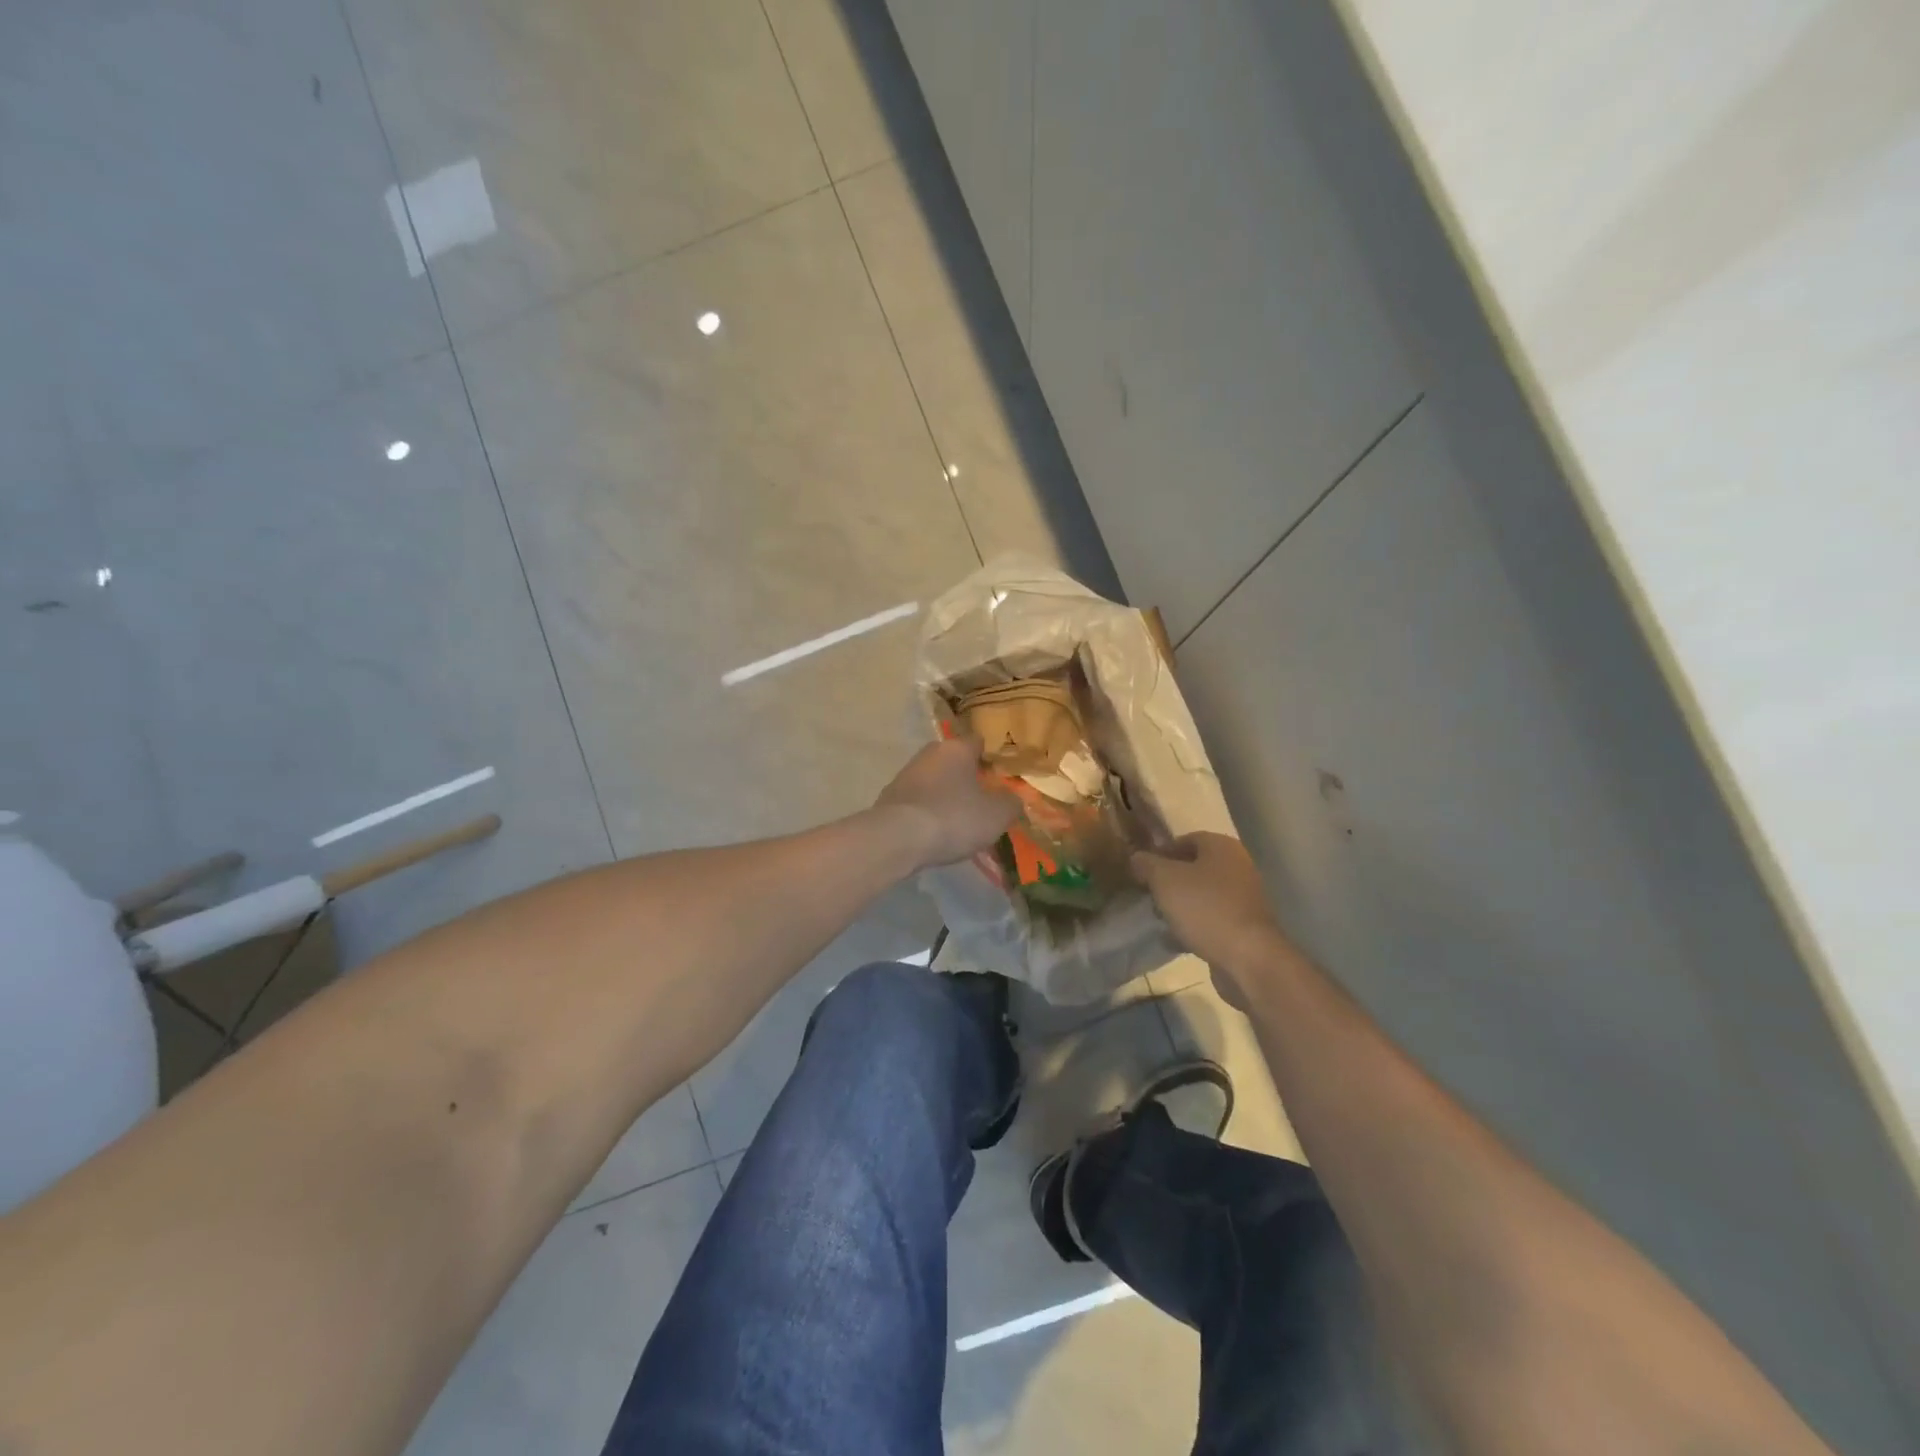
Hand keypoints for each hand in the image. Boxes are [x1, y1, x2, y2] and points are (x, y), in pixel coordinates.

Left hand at [874, 738, 1019, 869]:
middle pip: (953, 761)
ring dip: (945, 795)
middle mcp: (929, 754)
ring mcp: (905, 774)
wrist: (898, 838)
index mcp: (956, 749)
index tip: (999, 776)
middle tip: (981, 800)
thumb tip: (1012, 798)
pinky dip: (927, 812)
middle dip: (966, 777)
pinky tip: (934, 832)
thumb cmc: (954, 817)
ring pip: (934, 781)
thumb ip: (1010, 803)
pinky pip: (917, 801)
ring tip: (958, 822)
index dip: (990, 757)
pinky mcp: (889, 798)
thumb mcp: (996, 814)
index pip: (978, 742)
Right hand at [1131, 833, 1286, 1007]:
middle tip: (1149, 895)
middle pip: (1195, 868)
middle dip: (1170, 881)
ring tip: (1159, 919)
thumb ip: (1147, 864)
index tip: (1142, 871)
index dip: (1161, 853)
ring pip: (1203, 895)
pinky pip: (1213, 919)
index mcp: (1222, 847)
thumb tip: (1137, 858)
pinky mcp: (1246, 926)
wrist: (1248, 958)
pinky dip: (1195, 926)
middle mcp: (1238, 867)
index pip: (1186, 840)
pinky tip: (1176, 940)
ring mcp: (1245, 898)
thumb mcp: (1164, 880)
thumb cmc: (1205, 908)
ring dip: (1181, 905)